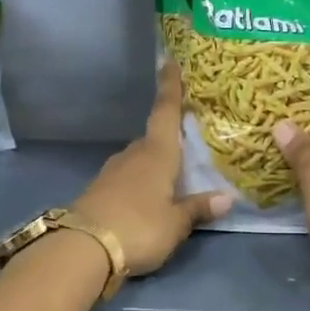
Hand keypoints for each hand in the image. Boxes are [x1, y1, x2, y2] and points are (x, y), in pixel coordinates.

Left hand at [72, 62, 229, 277]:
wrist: (83, 248)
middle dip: (168, 139)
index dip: (170, 87)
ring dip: (153, 164)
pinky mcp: (98, 191)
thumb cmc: (139, 227)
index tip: (168, 61)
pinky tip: (146, 198)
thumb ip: (198, 209)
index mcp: (156, 153)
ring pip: (138, 159)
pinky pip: (126, 178)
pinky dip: (139, 182)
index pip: (165, 112)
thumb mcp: (175, 224)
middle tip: (186, 144)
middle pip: (153, 139)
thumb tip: (226, 198)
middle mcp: (133, 155)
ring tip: (170, 177)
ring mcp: (111, 172)